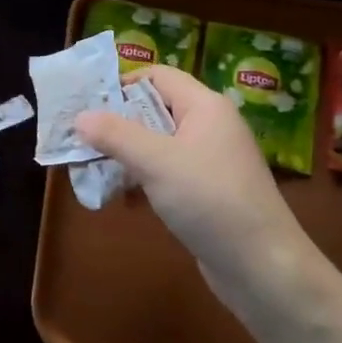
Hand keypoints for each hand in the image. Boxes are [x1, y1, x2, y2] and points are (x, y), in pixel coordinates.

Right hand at [77, 66, 317, 320]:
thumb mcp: (156, 162)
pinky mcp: (208, 191)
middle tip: (81, 138)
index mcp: (205, 106)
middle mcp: (211, 126)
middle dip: (118, 123)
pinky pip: (168, 172)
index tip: (88, 105)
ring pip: (159, 144)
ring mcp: (211, 161)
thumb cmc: (210, 200)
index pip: (158, 76)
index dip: (123, 84)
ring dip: (127, 154)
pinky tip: (123, 197)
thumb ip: (115, 135)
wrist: (262, 266)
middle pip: (156, 109)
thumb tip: (80, 117)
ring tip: (93, 168)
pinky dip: (144, 178)